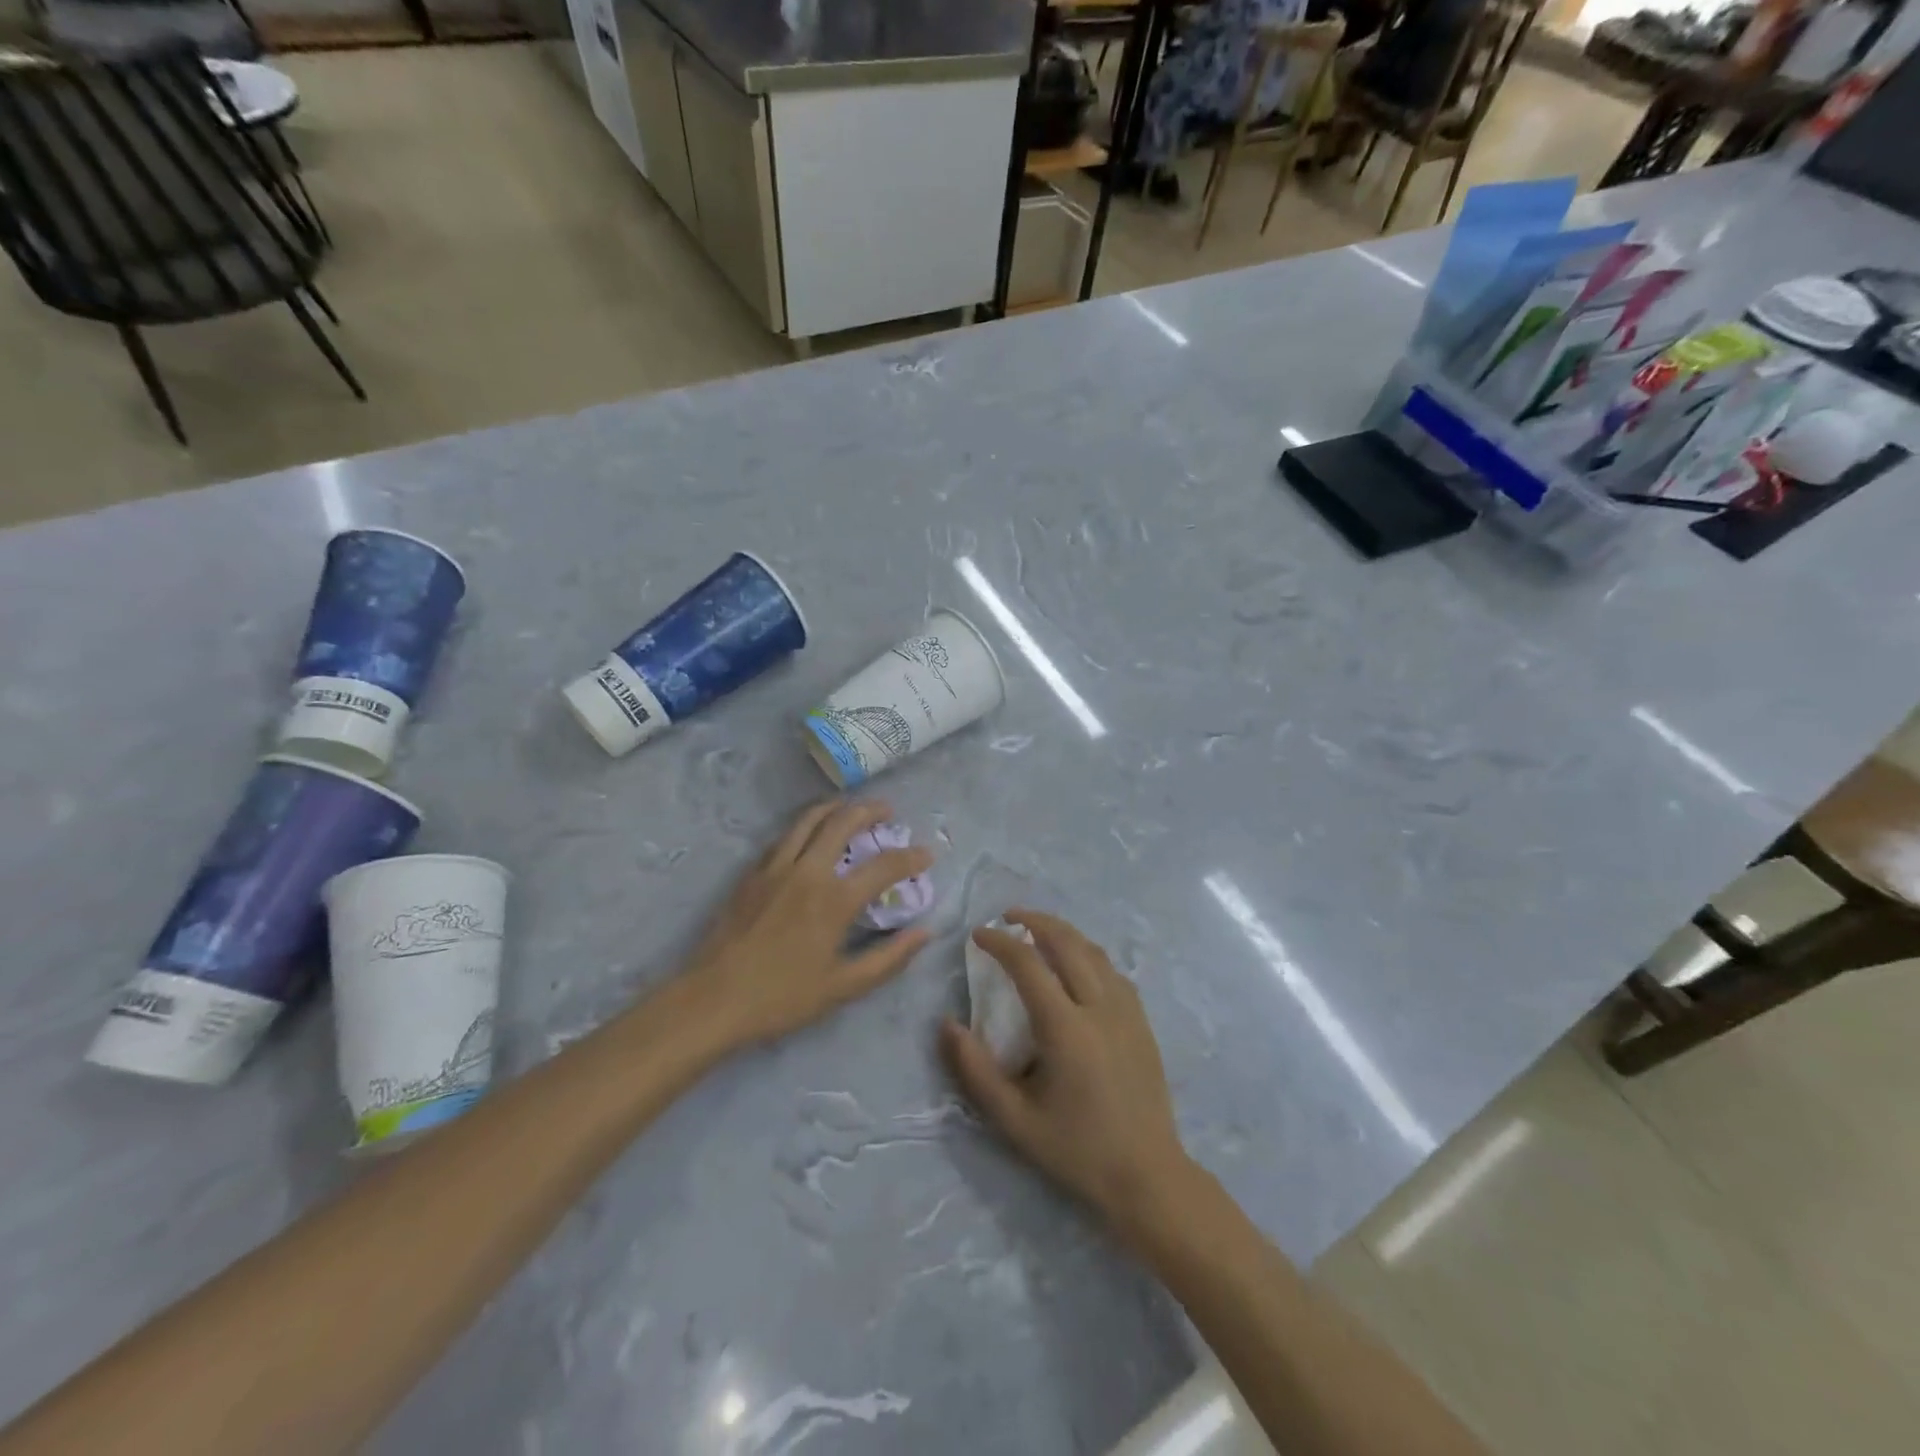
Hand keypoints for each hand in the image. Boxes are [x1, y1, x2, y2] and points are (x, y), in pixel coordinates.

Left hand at [678, 799, 932, 1050]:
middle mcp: (808, 871)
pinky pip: (784, 836)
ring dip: (835, 807)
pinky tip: (809, 834)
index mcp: (835, 900)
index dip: (911, 857)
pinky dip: (805, 825)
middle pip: (843, 823)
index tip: (927, 853)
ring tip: (850, 806)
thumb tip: (924, 933)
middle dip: (870, 811)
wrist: (713, 999)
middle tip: (887, 811)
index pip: (884, 866)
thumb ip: (888, 959)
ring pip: (809, 819)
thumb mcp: (843, 987)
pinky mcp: (752, 873)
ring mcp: (775, 867)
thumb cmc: (782, 997)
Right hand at [940, 910, 1196, 1244]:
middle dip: (1034, 920)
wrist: (1147, 1175)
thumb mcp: (1014, 1119)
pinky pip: (1113, 971)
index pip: (1028, 964)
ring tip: (1039, 931)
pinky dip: (1088, 954)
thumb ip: (975, 1070)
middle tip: (1008, 917)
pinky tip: (1078, 966)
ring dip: (1063, 932)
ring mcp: (1127, 1011)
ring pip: (1094, 951)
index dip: (1000, 942)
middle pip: (1066, 942)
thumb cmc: (1076, 1149)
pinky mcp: (1142, 1021)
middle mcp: (1099, 1007)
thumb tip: (947, 1025)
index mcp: (1066, 1028)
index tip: (978, 934)